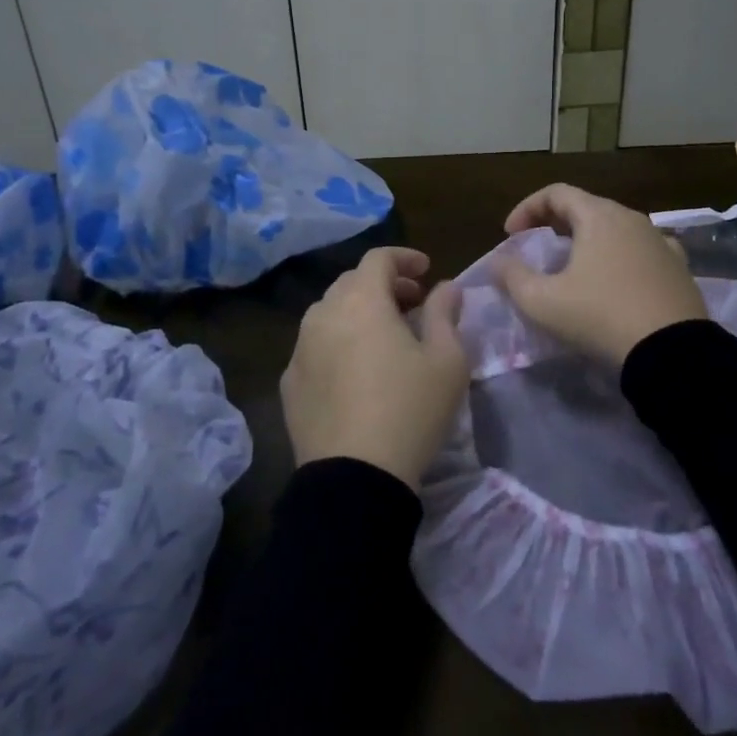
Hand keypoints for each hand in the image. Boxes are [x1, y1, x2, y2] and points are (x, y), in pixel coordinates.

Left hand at [281, 247, 468, 489]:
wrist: (354, 477)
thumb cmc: (410, 410)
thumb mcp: (447, 360)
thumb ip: (445, 313)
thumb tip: (446, 287)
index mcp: (361, 300)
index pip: (378, 258)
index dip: (405, 258)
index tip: (427, 271)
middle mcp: (323, 314)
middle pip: (352, 282)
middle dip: (384, 284)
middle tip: (412, 303)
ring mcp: (300, 348)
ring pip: (329, 312)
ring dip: (358, 311)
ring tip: (384, 336)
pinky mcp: (289, 381)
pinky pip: (315, 345)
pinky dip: (338, 342)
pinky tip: (355, 370)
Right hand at [494, 183, 706, 365]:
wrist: (672, 353)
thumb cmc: (600, 316)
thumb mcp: (541, 301)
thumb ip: (512, 276)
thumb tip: (498, 261)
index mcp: (599, 216)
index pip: (556, 193)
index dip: (526, 208)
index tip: (510, 236)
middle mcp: (632, 218)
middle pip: (586, 207)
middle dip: (555, 222)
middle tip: (537, 247)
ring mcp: (660, 241)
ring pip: (615, 228)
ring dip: (588, 239)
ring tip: (573, 266)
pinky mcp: (679, 267)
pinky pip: (641, 250)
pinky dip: (619, 256)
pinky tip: (614, 280)